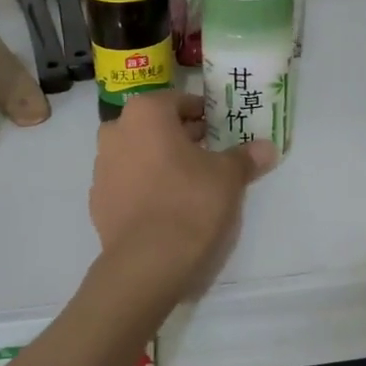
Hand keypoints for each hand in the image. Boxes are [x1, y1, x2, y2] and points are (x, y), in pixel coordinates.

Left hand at [89, 91, 276, 302]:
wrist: (148, 264)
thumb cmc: (191, 202)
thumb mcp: (229, 176)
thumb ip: (246, 157)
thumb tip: (267, 148)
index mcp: (145, 114)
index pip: (179, 102)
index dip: (203, 114)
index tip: (221, 129)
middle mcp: (116, 132)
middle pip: (155, 127)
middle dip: (182, 137)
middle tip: (211, 155)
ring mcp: (102, 169)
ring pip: (139, 154)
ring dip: (161, 161)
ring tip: (191, 183)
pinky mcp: (98, 202)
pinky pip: (128, 184)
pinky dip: (146, 188)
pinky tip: (168, 208)